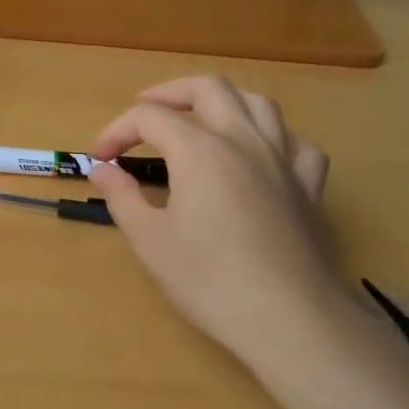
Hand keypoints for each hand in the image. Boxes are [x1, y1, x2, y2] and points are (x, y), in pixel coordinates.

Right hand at [88, 77, 345, 381]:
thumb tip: (102, 169)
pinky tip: (259, 154)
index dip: (116, 131)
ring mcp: (282, 161)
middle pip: (208, 88)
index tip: (99, 158)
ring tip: (199, 119)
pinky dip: (272, 137)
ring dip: (222, 102)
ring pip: (257, 103)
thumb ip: (122, 196)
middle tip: (144, 111)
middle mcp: (243, 141)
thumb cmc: (209, 280)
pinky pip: (295, 143)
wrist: (289, 319)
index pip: (149, 118)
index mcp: (200, 150)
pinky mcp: (308, 187)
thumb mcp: (149, 240)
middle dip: (169, 93)